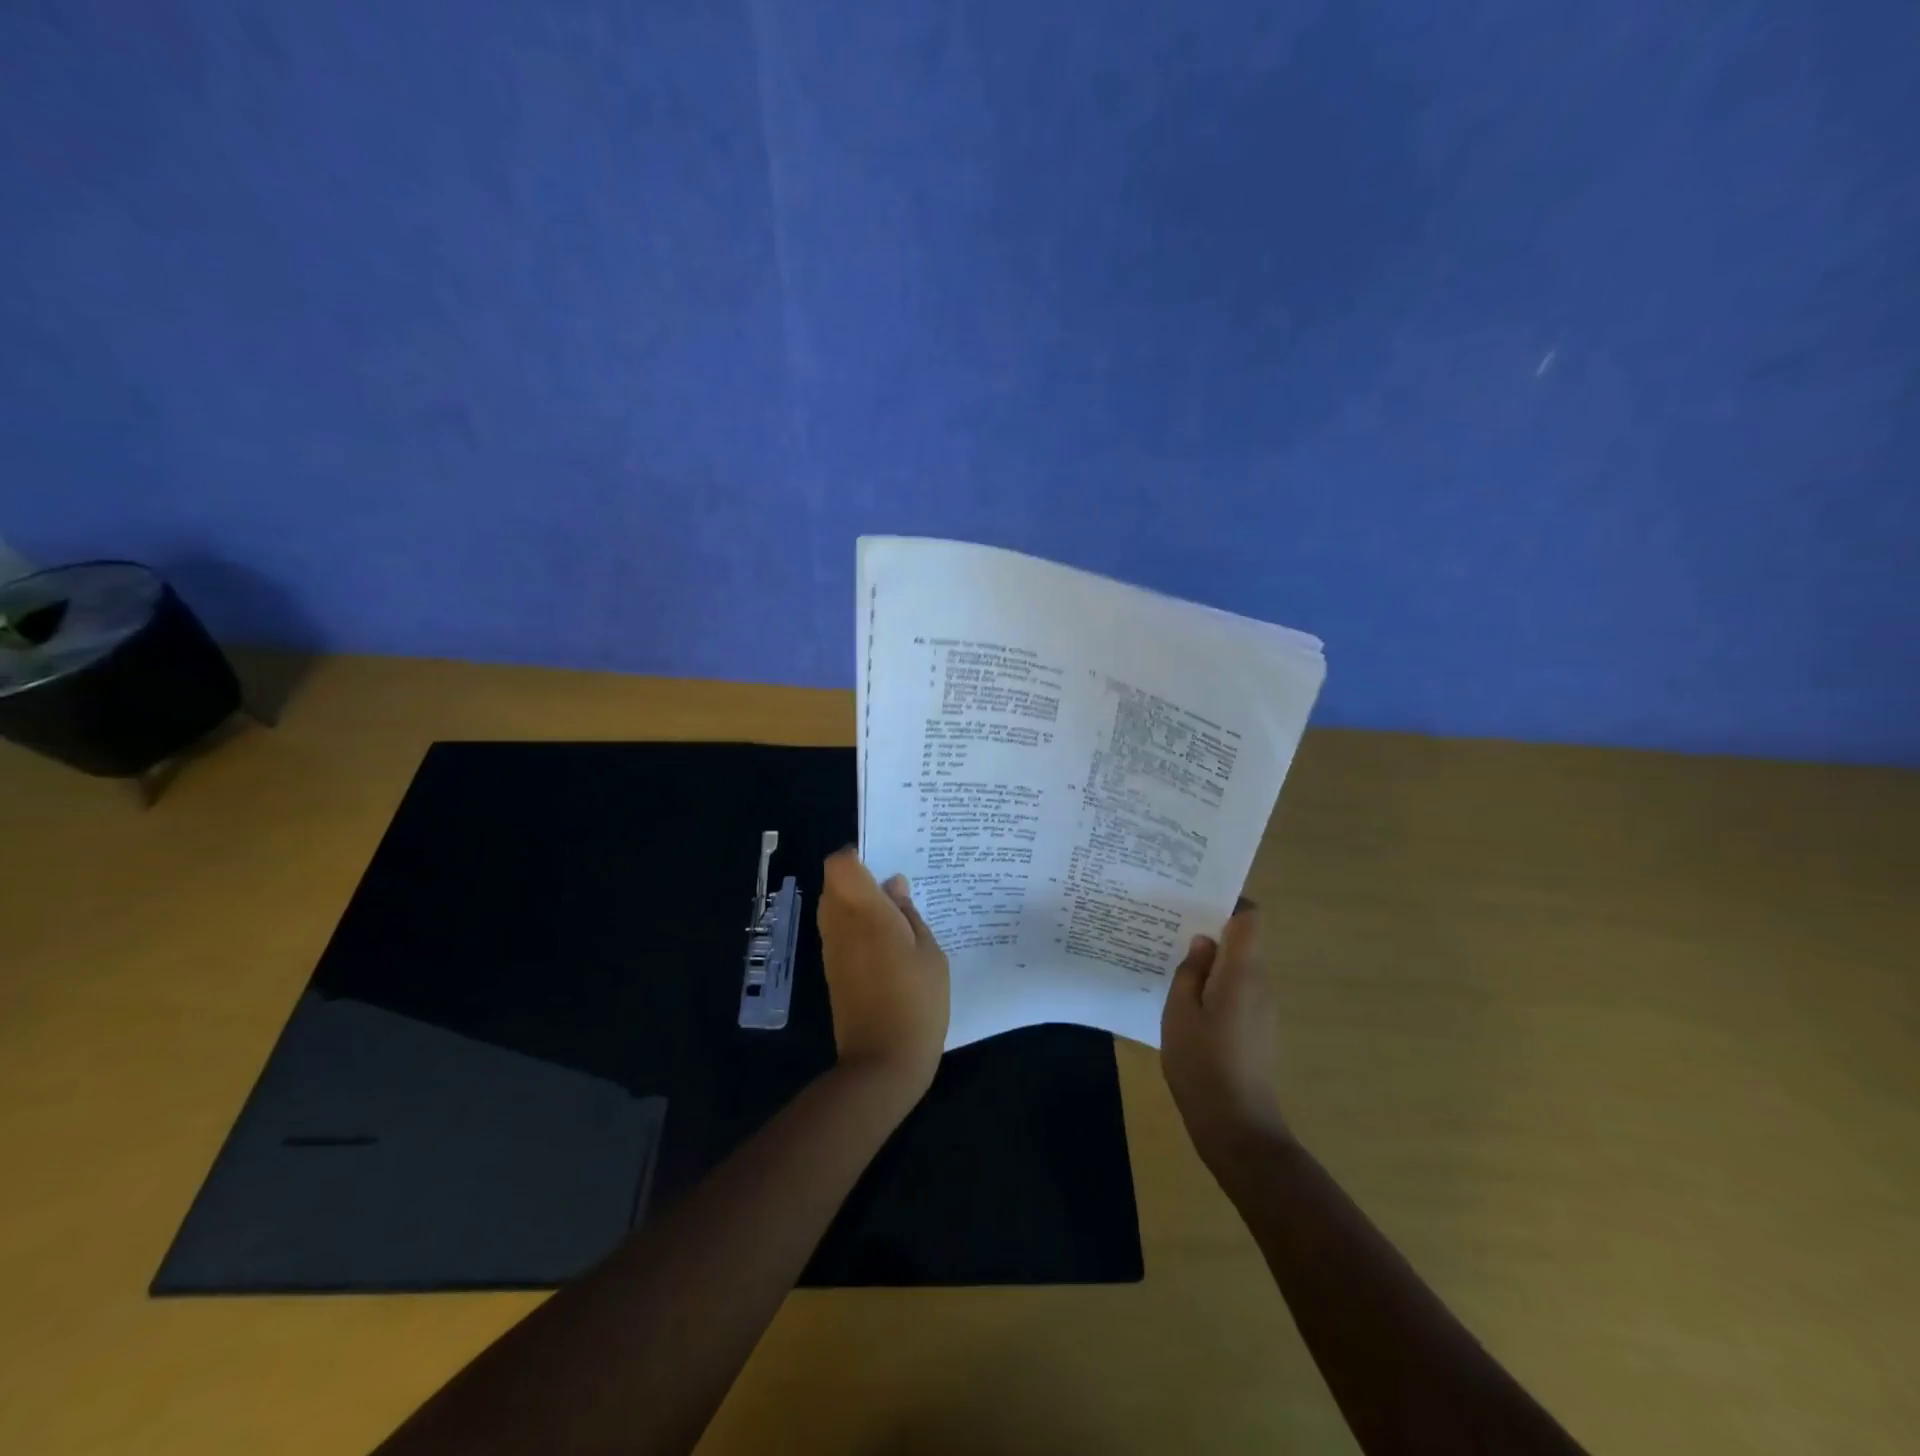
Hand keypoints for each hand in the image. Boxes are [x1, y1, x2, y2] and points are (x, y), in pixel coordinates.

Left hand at [817, 848, 949, 1103]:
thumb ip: (909, 914)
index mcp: (865, 913)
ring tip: (897, 918)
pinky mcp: (833, 971)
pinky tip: (888, 944)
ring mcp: (833, 950)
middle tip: (898, 891)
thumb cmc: (916, 1002)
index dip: (858, 855)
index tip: (885, 862)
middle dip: (861, 879)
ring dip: (858, 904)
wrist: (883, 1063)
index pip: (840, 864)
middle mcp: (840, 925)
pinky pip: (839, 932)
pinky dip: (856, 927)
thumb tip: (893, 885)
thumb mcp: (929, 953)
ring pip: (834, 907)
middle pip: (835, 883)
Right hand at [1161, 902, 1286, 1162]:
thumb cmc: (1202, 1063)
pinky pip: (1238, 993)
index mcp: (1243, 973)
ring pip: (1238, 969)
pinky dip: (1216, 988)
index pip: (1250, 918)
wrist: (1237, 1127)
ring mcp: (1263, 1010)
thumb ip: (1190, 971)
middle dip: (1211, 933)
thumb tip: (1203, 943)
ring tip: (1171, 966)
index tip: (1195, 902)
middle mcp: (1260, 985)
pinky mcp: (1259, 1031)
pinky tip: (1187, 1004)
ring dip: (1211, 964)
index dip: (1228, 903)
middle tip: (1170, 931)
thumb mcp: (1180, 1011)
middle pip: (1243, 942)